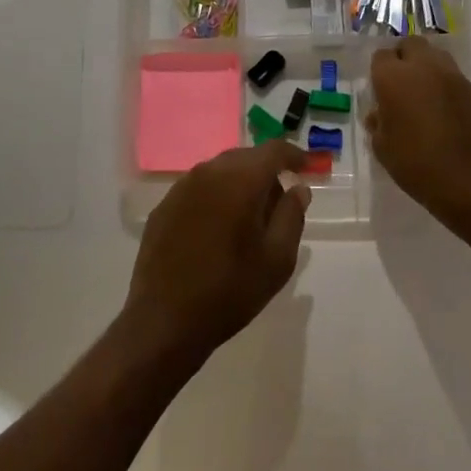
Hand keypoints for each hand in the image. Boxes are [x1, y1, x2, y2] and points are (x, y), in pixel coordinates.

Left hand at [124, 141, 309, 368]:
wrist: (165, 320)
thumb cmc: (230, 290)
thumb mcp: (277, 259)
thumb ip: (292, 216)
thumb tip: (298, 188)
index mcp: (240, 180)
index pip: (273, 150)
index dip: (294, 155)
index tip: (306, 168)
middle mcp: (208, 172)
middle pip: (245, 157)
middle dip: (265, 172)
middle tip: (279, 202)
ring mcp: (181, 187)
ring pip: (219, 171)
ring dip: (238, 183)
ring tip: (248, 218)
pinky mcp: (164, 206)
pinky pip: (198, 189)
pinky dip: (215, 197)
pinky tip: (217, 228)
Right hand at [366, 37, 470, 230]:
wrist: (468, 182)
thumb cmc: (415, 164)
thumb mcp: (382, 147)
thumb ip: (378, 122)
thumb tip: (379, 114)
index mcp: (394, 78)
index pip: (381, 56)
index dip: (379, 70)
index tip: (380, 88)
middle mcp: (424, 67)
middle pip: (411, 44)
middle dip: (404, 57)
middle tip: (402, 82)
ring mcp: (453, 76)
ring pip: (436, 56)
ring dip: (427, 67)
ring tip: (425, 93)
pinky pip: (455, 78)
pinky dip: (447, 87)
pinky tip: (447, 111)